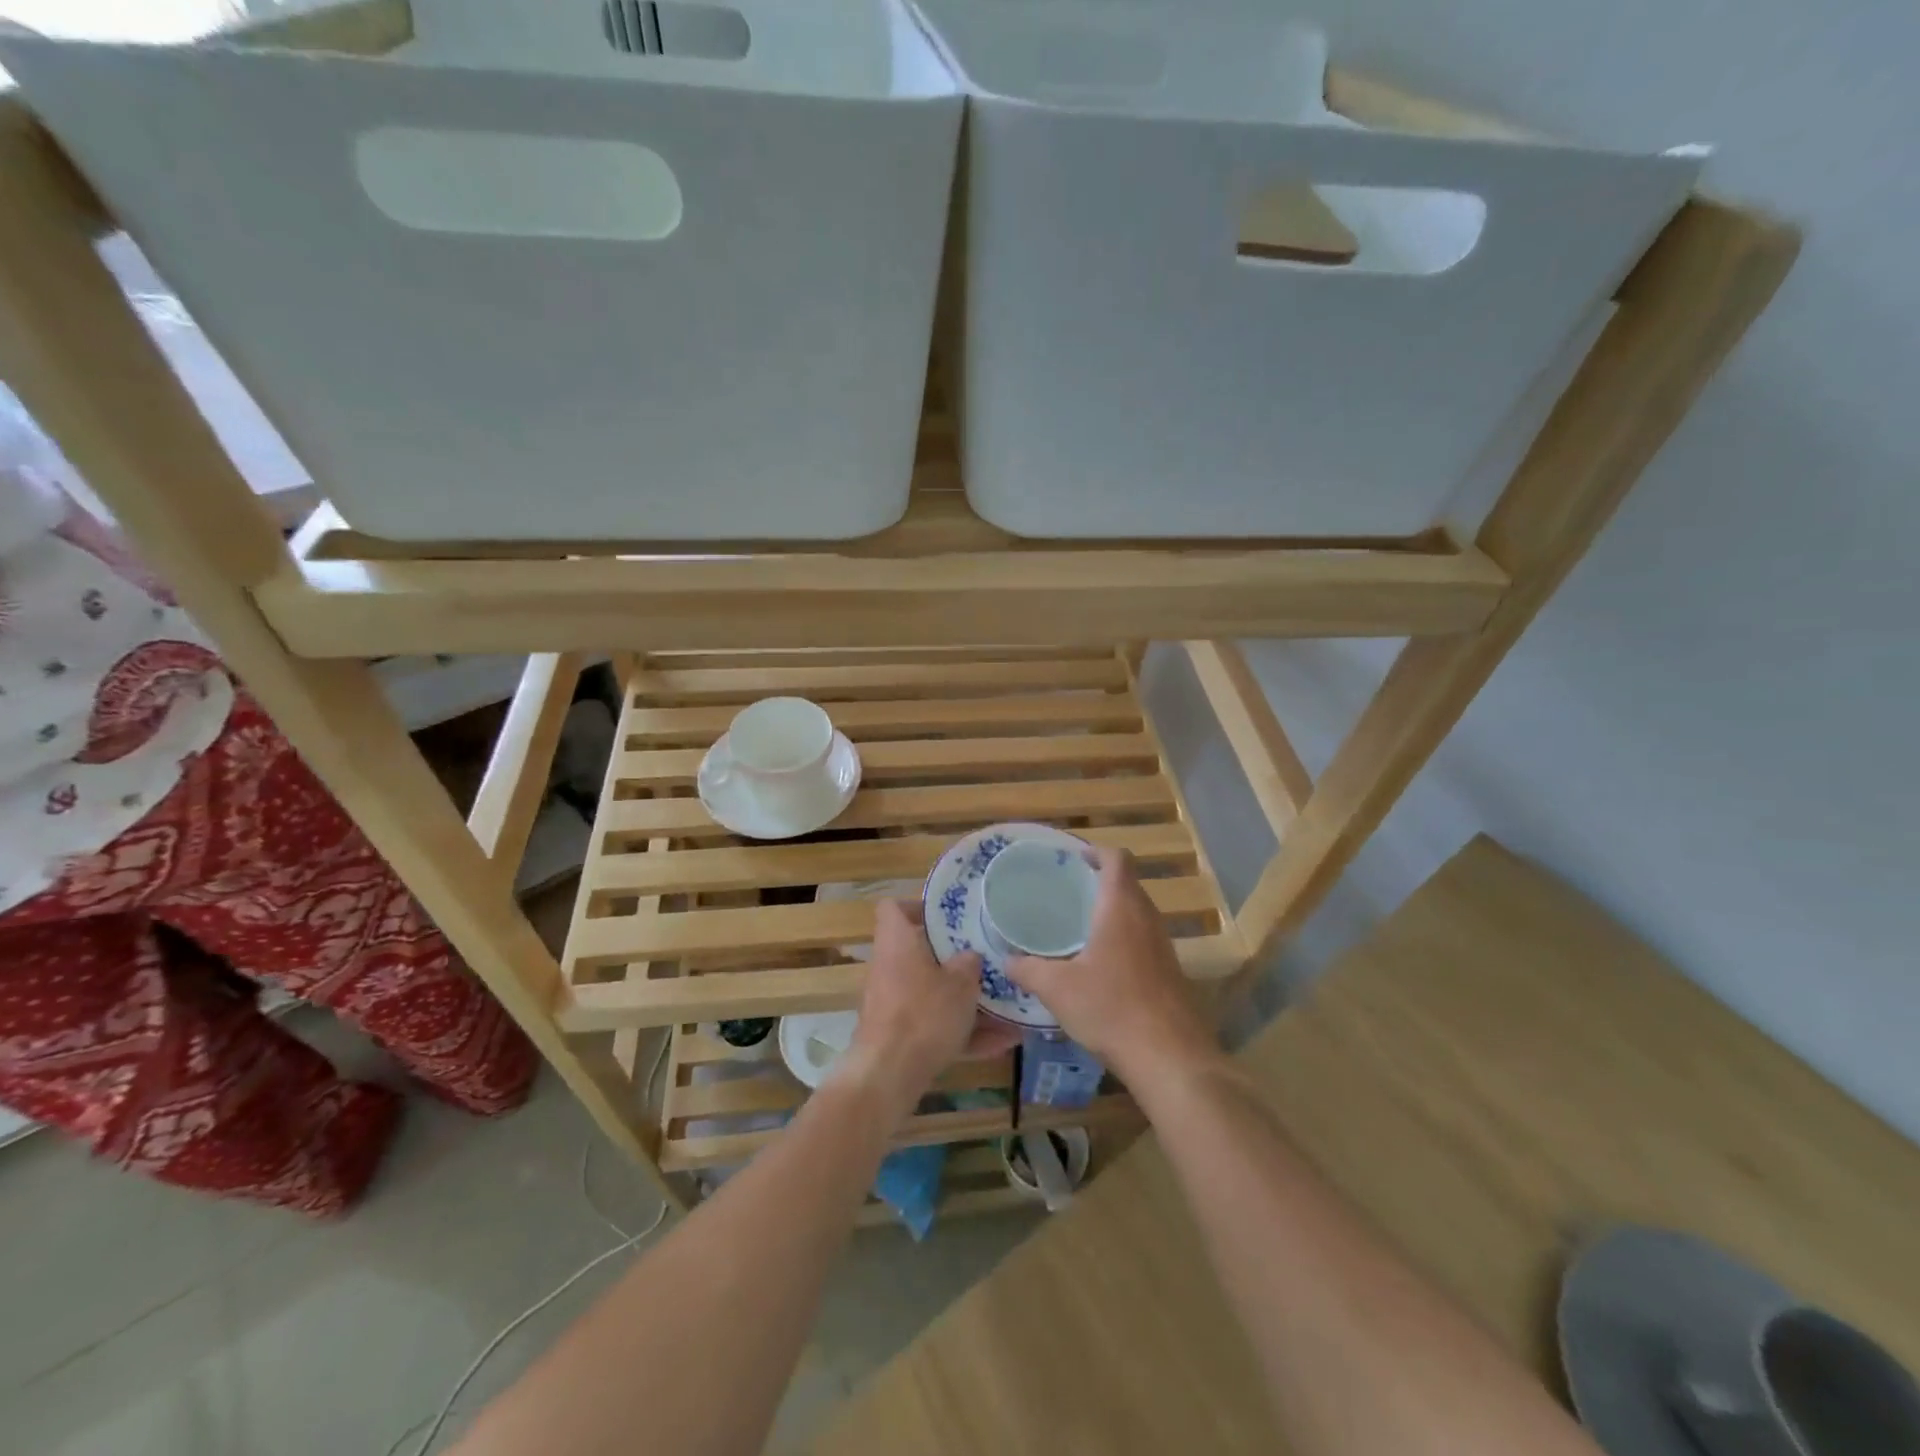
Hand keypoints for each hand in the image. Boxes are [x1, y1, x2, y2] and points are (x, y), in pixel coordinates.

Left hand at [838, 900, 1018, 1110]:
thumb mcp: (960, 984)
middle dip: (954, 960)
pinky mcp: (900, 1037)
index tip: (948, 915)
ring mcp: (892, 1004)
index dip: (918, 906)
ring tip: (1008, 1010)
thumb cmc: (924, 1014)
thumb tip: (970, 956)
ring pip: (933, 995)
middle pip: (920, 954)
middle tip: (986, 960)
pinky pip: (936, 1027)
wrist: (889, 1075)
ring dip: (966, 1003)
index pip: (893, 908)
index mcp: (897, 942)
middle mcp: (889, 968)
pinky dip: (964, 1034)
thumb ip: (969, 965)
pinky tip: (1003, 1044)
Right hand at [1007, 848, 1221, 1092]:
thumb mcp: (1057, 989)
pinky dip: (1124, 939)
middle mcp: (1147, 918)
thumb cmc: (1111, 1009)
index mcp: (1121, 908)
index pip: (1118, 860)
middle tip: (1068, 893)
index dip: (1097, 852)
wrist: (1169, 1057)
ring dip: (1113, 912)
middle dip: (1101, 882)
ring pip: (1138, 913)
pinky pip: (1144, 940)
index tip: (1074, 860)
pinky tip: (1102, 966)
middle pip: (1128, 884)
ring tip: (1080, 927)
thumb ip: (1028, 970)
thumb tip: (1005, 961)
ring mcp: (1163, 946)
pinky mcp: (1170, 972)